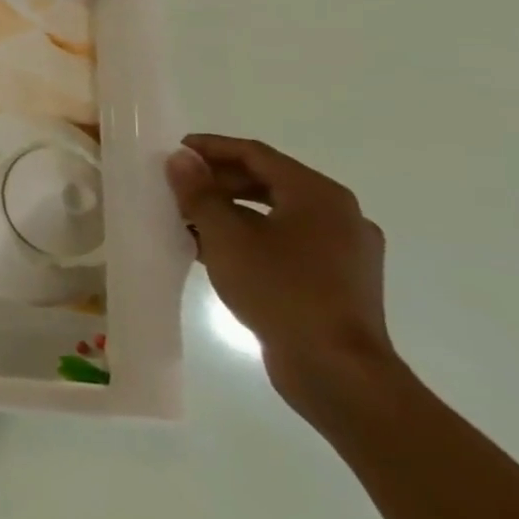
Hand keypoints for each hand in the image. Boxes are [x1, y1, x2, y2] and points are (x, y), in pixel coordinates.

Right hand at [166, 134, 394, 415]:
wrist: (337, 370)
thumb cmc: (280, 291)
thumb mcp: (226, 237)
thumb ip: (199, 194)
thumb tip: (181, 159)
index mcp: (319, 195)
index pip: (257, 154)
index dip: (212, 147)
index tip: (175, 149)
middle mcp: (339, 214)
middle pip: (269, 182)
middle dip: (219, 181)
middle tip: (177, 186)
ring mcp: (343, 249)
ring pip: (276, 214)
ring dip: (231, 211)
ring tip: (188, 219)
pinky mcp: (337, 279)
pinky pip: (286, 242)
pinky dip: (250, 237)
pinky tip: (216, 251)